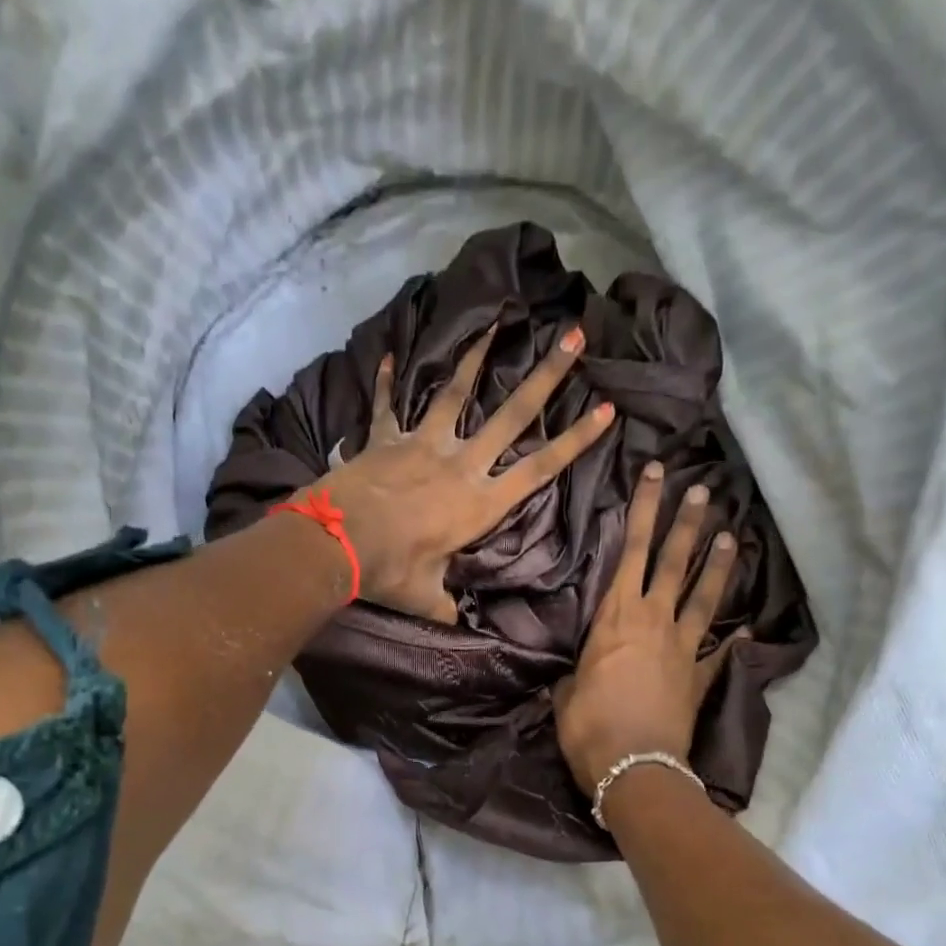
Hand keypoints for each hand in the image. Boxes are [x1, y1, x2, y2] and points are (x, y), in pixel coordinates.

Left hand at [317, 324, 613, 622]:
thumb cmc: (391, 571)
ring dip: (475, 357)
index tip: (607, 409)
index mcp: (480, 503)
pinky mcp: (386, 440)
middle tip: (574, 336)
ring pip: (455, 393)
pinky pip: (388, 407)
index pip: (540, 468)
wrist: (337, 542)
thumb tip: (456, 623)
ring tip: (495, 323)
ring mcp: (422, 445)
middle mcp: (460, 464)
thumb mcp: (427, 597)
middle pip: (512, 415)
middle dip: (547, 376)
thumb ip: (447, 605)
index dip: (576, 440)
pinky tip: (390, 355)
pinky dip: (387, 382)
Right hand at [554, 462, 745, 795]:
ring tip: (729, 534)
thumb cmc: (588, 724)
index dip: (644, 511)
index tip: (656, 475)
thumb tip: (575, 676)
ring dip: (716, 564)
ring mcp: (682, 648)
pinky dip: (733, 643)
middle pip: (673, 562)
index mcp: (616, 617)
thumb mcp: (566, 692)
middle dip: (685, 523)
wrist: (633, 765)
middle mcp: (654, 621)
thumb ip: (574, 674)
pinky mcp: (699, 678)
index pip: (631, 551)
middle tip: (702, 490)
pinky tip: (747, 631)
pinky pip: (719, 654)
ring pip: (702, 596)